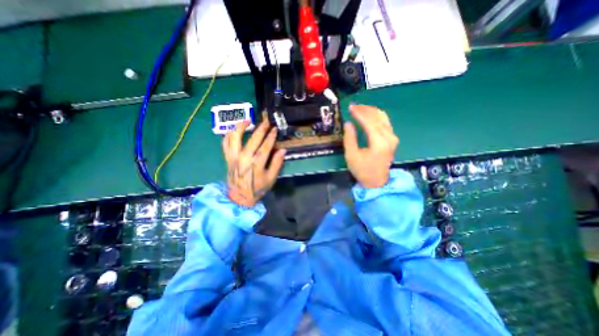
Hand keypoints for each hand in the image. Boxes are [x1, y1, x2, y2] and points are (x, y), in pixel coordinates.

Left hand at [222, 120, 284, 205]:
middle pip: (253, 139)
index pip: (266, 146)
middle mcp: (244, 157)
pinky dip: (229, 135)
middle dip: (261, 128)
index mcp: (256, 163)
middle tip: (267, 121)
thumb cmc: (257, 188)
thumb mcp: (271, 178)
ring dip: (241, 126)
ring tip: (248, 120)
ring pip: (235, 137)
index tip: (275, 129)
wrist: (239, 197)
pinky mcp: (227, 157)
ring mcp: (233, 156)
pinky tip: (235, 130)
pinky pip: (225, 143)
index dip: (271, 136)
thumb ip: (277, 164)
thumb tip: (282, 150)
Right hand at [344, 105, 398, 188]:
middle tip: (353, 106)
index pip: (369, 122)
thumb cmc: (362, 170)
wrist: (377, 182)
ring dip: (371, 111)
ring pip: (383, 117)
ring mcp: (393, 138)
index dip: (359, 113)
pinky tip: (369, 115)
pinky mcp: (393, 139)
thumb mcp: (351, 156)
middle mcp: (389, 137)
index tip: (350, 107)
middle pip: (378, 117)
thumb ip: (349, 138)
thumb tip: (348, 123)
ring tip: (359, 108)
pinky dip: (376, 116)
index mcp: (379, 142)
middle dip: (365, 109)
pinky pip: (385, 122)